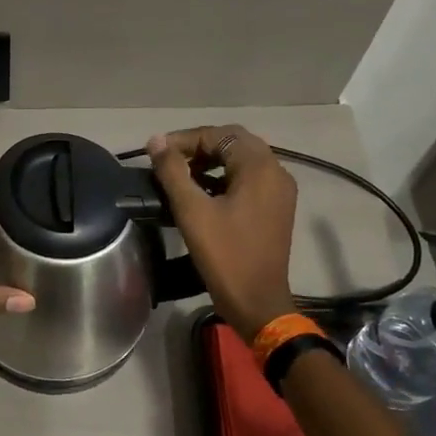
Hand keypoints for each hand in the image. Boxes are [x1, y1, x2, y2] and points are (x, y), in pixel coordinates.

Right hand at [147, 126, 297, 342]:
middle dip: (199, 146)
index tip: (157, 152)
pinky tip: (201, 192)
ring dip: (211, 160)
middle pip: (234, 142)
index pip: (221, 134)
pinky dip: (224, 177)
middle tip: (169, 160)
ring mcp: (279, 191)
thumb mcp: (192, 212)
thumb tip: (155, 141)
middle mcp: (276, 172)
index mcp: (260, 168)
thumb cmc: (225, 256)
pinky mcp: (275, 208)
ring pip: (242, 160)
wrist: (257, 302)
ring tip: (181, 175)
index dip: (185, 139)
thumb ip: (173, 172)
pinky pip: (249, 179)